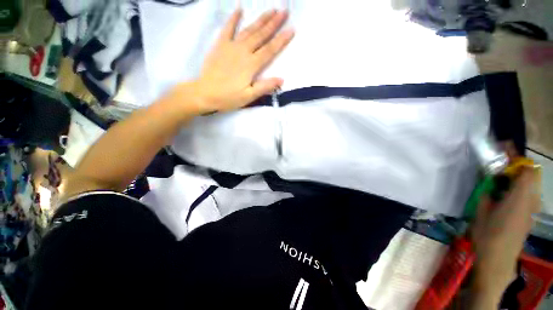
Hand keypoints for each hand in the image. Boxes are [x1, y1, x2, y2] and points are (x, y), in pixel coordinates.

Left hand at [183, 9, 293, 113]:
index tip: (292, 29)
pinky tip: (239, 9)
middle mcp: (243, 51)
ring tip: (271, 10)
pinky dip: (233, 18)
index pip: (270, 50)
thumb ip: (264, 87)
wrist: (205, 93)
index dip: (281, 40)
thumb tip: (281, 79)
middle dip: (274, 23)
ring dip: (260, 19)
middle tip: (284, 11)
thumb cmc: (228, 97)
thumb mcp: (249, 96)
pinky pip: (227, 29)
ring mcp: (230, 46)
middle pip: (261, 35)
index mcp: (251, 65)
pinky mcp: (220, 45)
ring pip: (248, 29)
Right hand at [470, 168, 540, 301]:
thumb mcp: (482, 211)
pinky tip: (505, 193)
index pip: (526, 169)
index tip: (502, 147)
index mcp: (519, 198)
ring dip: (518, 175)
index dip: (516, 156)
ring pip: (531, 183)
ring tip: (500, 178)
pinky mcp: (530, 214)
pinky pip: (529, 193)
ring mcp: (532, 208)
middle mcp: (531, 200)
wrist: (498, 259)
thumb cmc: (488, 235)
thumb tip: (489, 180)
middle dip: (517, 164)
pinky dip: (519, 186)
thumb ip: (487, 192)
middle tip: (499, 164)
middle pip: (531, 174)